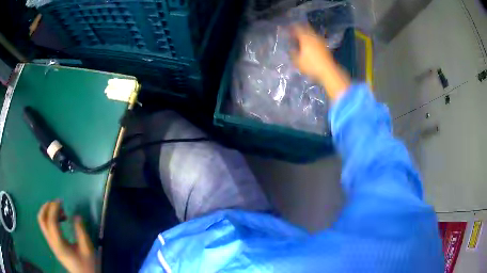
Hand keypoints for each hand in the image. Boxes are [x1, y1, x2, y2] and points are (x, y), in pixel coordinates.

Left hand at [38, 201, 95, 272]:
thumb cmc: (87, 265)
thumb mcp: (87, 249)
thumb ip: (81, 232)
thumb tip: (76, 216)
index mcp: (60, 244)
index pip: (51, 221)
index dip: (54, 208)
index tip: (61, 201)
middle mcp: (52, 243)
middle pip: (41, 219)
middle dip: (46, 207)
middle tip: (57, 203)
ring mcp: (50, 243)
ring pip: (41, 222)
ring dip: (47, 211)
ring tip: (59, 211)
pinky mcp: (52, 244)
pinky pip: (45, 226)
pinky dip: (49, 218)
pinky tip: (58, 220)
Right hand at [290, 24, 350, 100]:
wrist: (328, 71)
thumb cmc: (311, 65)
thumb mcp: (298, 61)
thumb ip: (293, 53)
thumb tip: (291, 49)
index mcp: (305, 37)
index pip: (297, 28)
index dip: (291, 28)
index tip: (286, 30)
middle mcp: (313, 36)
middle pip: (305, 28)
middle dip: (299, 30)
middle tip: (293, 33)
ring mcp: (320, 41)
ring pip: (311, 33)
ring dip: (305, 35)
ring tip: (300, 40)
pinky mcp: (325, 46)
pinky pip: (315, 39)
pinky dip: (311, 40)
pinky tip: (308, 46)